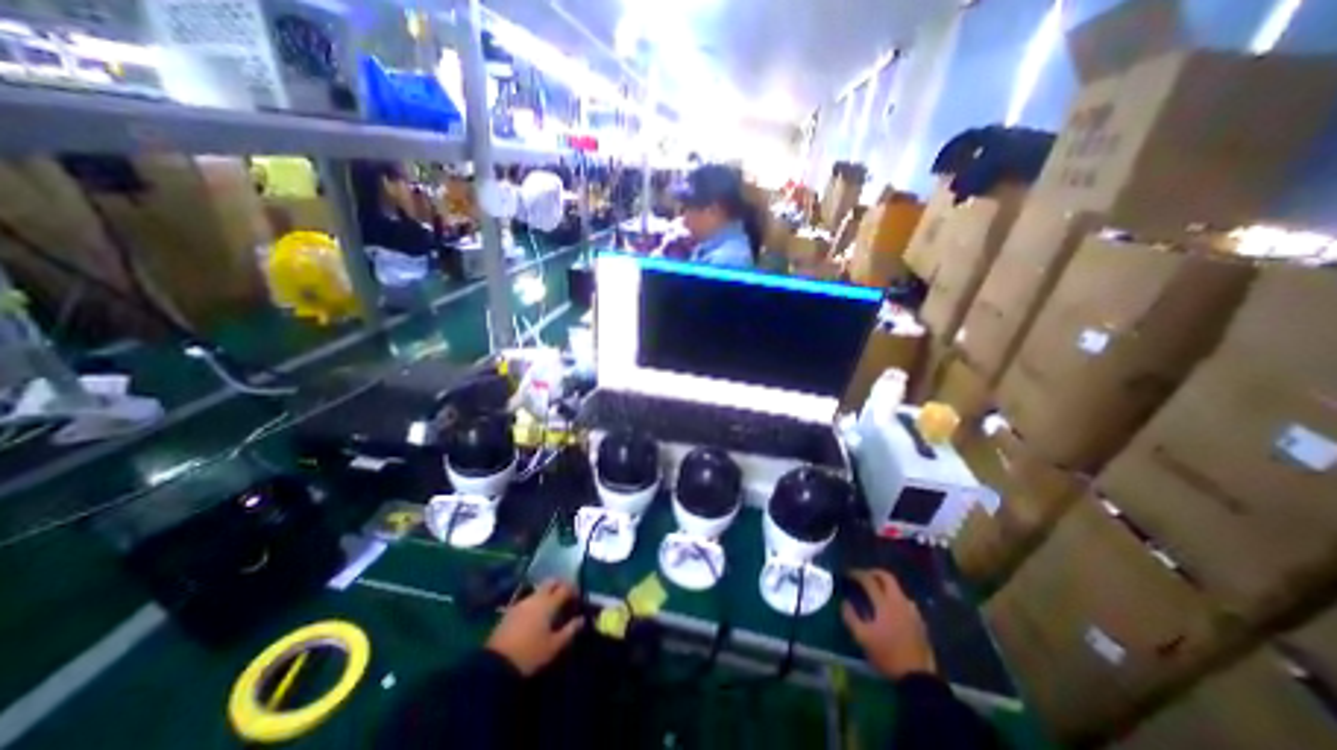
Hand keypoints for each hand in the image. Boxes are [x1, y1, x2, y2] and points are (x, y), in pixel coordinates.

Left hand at [483, 578, 584, 674]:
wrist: (495, 665)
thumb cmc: (530, 654)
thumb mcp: (554, 646)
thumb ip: (570, 630)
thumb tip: (582, 619)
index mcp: (549, 603)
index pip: (566, 588)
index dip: (574, 590)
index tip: (579, 597)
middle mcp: (536, 597)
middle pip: (551, 582)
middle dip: (560, 585)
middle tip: (566, 596)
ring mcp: (522, 602)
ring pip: (539, 589)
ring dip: (548, 592)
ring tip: (552, 606)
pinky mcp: (511, 610)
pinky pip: (528, 598)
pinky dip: (536, 600)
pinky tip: (537, 614)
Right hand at [837, 569, 933, 680]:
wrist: (918, 679)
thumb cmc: (887, 655)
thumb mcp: (862, 638)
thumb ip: (850, 617)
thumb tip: (845, 602)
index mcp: (884, 603)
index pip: (869, 580)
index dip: (857, 574)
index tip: (848, 574)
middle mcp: (900, 602)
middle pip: (887, 577)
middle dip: (874, 573)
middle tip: (864, 577)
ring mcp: (912, 612)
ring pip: (898, 590)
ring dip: (886, 586)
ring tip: (877, 593)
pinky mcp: (920, 623)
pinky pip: (906, 603)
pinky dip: (896, 600)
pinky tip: (892, 610)